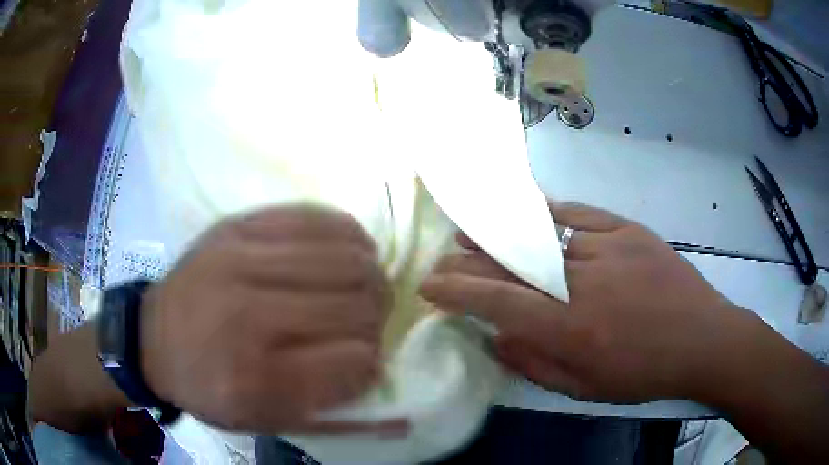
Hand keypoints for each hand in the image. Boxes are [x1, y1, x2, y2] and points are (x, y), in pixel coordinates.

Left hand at [140, 206, 396, 432]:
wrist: (152, 338)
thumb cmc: (207, 386)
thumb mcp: (261, 420)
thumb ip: (327, 409)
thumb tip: (384, 375)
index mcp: (253, 378)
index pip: (355, 361)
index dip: (372, 364)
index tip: (366, 365)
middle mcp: (247, 314)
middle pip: (356, 305)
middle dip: (379, 318)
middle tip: (372, 323)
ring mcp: (240, 259)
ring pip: (346, 258)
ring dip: (372, 276)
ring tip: (367, 286)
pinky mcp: (239, 226)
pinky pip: (316, 218)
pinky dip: (350, 235)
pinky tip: (353, 250)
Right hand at [421, 202, 756, 402]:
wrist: (702, 339)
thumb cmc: (643, 374)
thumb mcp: (585, 389)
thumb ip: (535, 364)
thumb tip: (497, 338)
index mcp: (571, 329)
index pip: (497, 302)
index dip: (457, 291)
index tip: (430, 285)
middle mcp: (582, 282)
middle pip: (512, 265)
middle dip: (469, 262)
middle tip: (444, 258)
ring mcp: (607, 248)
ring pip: (541, 235)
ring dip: (503, 236)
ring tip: (474, 232)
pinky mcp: (628, 230)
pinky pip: (578, 215)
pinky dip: (549, 214)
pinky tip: (532, 213)